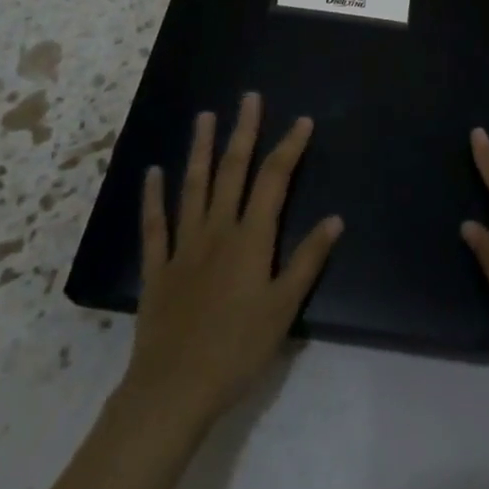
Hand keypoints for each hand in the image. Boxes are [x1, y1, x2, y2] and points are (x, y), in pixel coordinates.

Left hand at [124, 93, 342, 430]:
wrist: (174, 390)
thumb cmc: (237, 350)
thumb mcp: (283, 308)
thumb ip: (307, 260)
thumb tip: (335, 219)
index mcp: (251, 238)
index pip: (274, 180)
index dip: (289, 147)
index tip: (302, 121)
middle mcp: (217, 230)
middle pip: (232, 171)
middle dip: (243, 132)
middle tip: (249, 98)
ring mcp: (184, 246)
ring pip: (194, 187)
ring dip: (201, 150)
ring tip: (204, 117)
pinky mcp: (158, 268)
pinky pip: (155, 226)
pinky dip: (153, 198)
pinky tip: (153, 173)